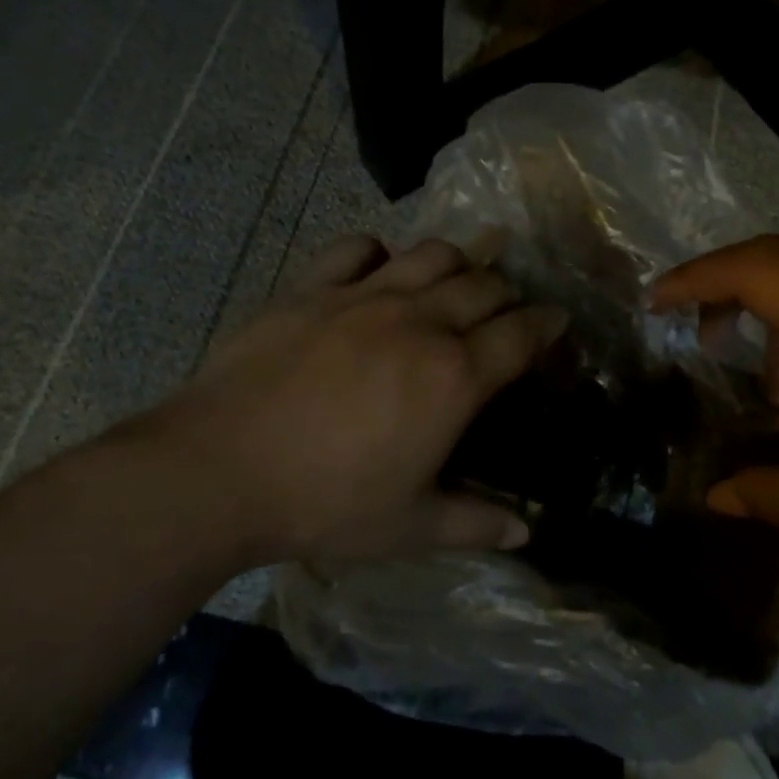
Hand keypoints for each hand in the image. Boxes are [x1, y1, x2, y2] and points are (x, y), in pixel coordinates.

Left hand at [118, 234, 567, 565]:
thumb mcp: (409, 527)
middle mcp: (419, 321)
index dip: (548, 325)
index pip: (520, 334)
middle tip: (508, 308)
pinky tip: (378, 269)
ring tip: (456, 279)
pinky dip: (378, 252)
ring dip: (457, 261)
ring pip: (432, 254)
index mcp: (453, 376)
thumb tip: (527, 531)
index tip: (559, 320)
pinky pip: (356, 247)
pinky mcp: (312, 287)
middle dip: (508, 292)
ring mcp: (363, 296)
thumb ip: (475, 524)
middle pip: (484, 285)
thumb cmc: (324, 503)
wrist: (220, 471)